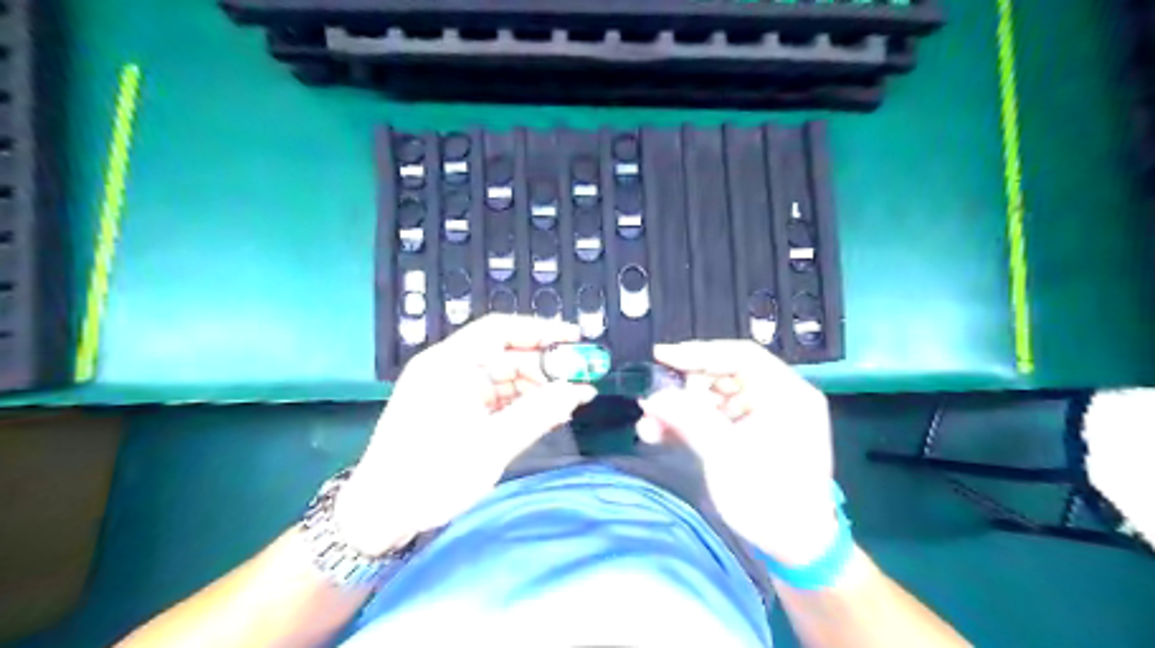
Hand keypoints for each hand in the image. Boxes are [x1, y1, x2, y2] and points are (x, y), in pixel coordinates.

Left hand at [330, 315, 589, 554]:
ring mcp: (448, 389)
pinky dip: (518, 403)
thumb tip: (581, 390)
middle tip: (580, 380)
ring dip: (534, 388)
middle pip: (504, 354)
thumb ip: (540, 413)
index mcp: (448, 364)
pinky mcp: (451, 409)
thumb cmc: (431, 476)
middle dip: (543, 366)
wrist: (379, 517)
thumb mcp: (492, 445)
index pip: (500, 330)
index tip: (576, 338)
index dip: (541, 331)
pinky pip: (493, 396)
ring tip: (566, 404)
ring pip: (502, 377)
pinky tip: (543, 415)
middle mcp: (447, 368)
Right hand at [636, 343, 834, 564]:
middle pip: (723, 376)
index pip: (740, 355)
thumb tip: (652, 396)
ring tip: (649, 428)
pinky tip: (661, 435)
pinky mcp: (751, 435)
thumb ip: (688, 419)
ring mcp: (765, 417)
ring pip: (714, 398)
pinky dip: (690, 424)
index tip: (661, 356)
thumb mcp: (725, 456)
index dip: (698, 352)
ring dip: (680, 410)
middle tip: (653, 404)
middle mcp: (778, 398)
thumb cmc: (769, 500)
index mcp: (786, 394)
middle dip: (683, 390)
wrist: (797, 549)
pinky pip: (717, 418)